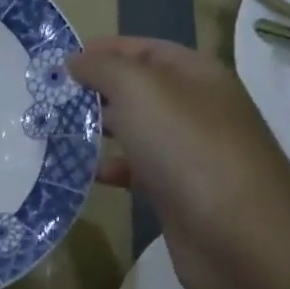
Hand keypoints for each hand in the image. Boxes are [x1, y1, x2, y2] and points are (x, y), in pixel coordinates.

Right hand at [70, 37, 289, 288]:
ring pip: (135, 130)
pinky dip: (111, 168)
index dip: (105, 49)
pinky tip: (85, 174)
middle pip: (138, 89)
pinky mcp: (180, 192)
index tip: (60, 60)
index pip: (146, 49)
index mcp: (197, 76)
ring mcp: (190, 152)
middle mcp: (197, 108)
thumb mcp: (139, 91)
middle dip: (95, 90)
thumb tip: (74, 61)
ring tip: (56, 131)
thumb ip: (103, 68)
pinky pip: (137, 170)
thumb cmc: (188, 149)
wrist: (240, 239)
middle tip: (50, 96)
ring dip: (98, 130)